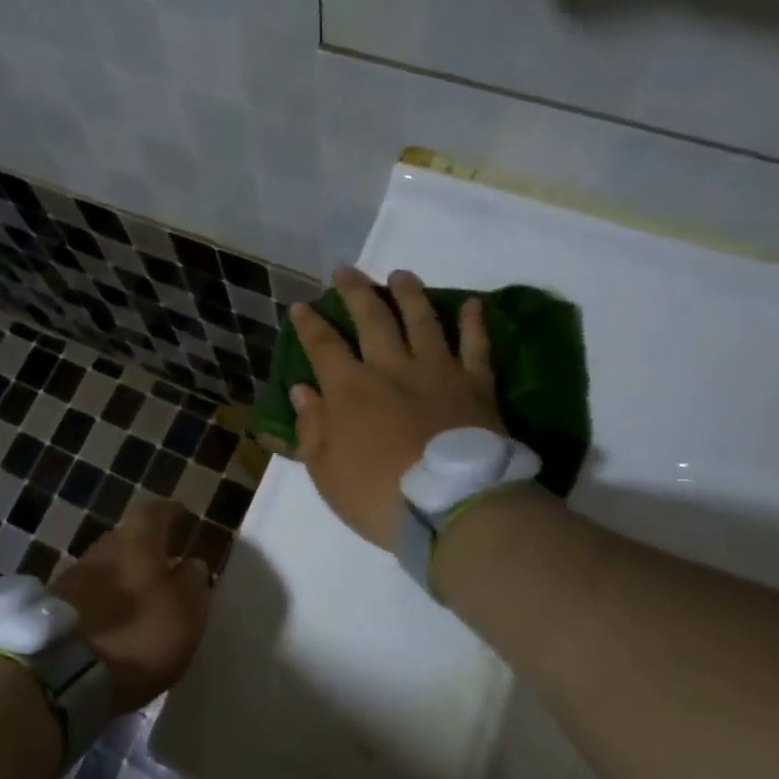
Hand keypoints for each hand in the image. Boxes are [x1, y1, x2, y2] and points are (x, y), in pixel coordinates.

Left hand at [53, 499, 211, 714]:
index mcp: (137, 541)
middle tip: (165, 561)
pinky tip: (115, 616)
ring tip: (141, 594)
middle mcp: (103, 548)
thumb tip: (192, 564)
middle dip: (147, 546)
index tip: (183, 516)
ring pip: (108, 565)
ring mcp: (73, 575)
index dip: (172, 513)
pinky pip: (89, 591)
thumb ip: (193, 583)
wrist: (59, 673)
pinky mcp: (54, 606)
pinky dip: (105, 598)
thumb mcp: (184, 613)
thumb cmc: (137, 635)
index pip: (157, 512)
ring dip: (125, 574)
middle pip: (128, 537)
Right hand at [291, 266, 503, 551]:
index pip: (323, 346)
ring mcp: (437, 372)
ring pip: (422, 320)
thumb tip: (302, 390)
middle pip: (372, 318)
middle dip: (355, 292)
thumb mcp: (326, 472)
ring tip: (401, 275)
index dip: (310, 324)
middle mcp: (391, 368)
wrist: (453, 508)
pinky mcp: (476, 385)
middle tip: (346, 271)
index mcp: (350, 390)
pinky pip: (476, 346)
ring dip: (409, 294)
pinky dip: (474, 323)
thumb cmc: (378, 496)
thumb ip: (312, 428)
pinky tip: (473, 304)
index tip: (302, 306)